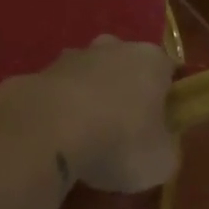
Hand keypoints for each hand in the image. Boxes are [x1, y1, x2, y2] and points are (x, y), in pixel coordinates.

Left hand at [2, 36, 176, 193]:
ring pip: (90, 75)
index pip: (169, 70)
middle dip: (127, 91)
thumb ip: (167, 147)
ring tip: (87, 139)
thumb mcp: (161, 161)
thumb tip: (160, 144)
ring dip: (91, 98)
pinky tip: (58, 139)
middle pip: (126, 66)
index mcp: (150, 60)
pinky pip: (60, 92)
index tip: (164, 124)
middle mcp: (113, 47)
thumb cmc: (118, 141)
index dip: (169, 97)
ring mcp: (73, 56)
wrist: (46, 130)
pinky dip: (62, 110)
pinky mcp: (39, 72)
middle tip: (125, 130)